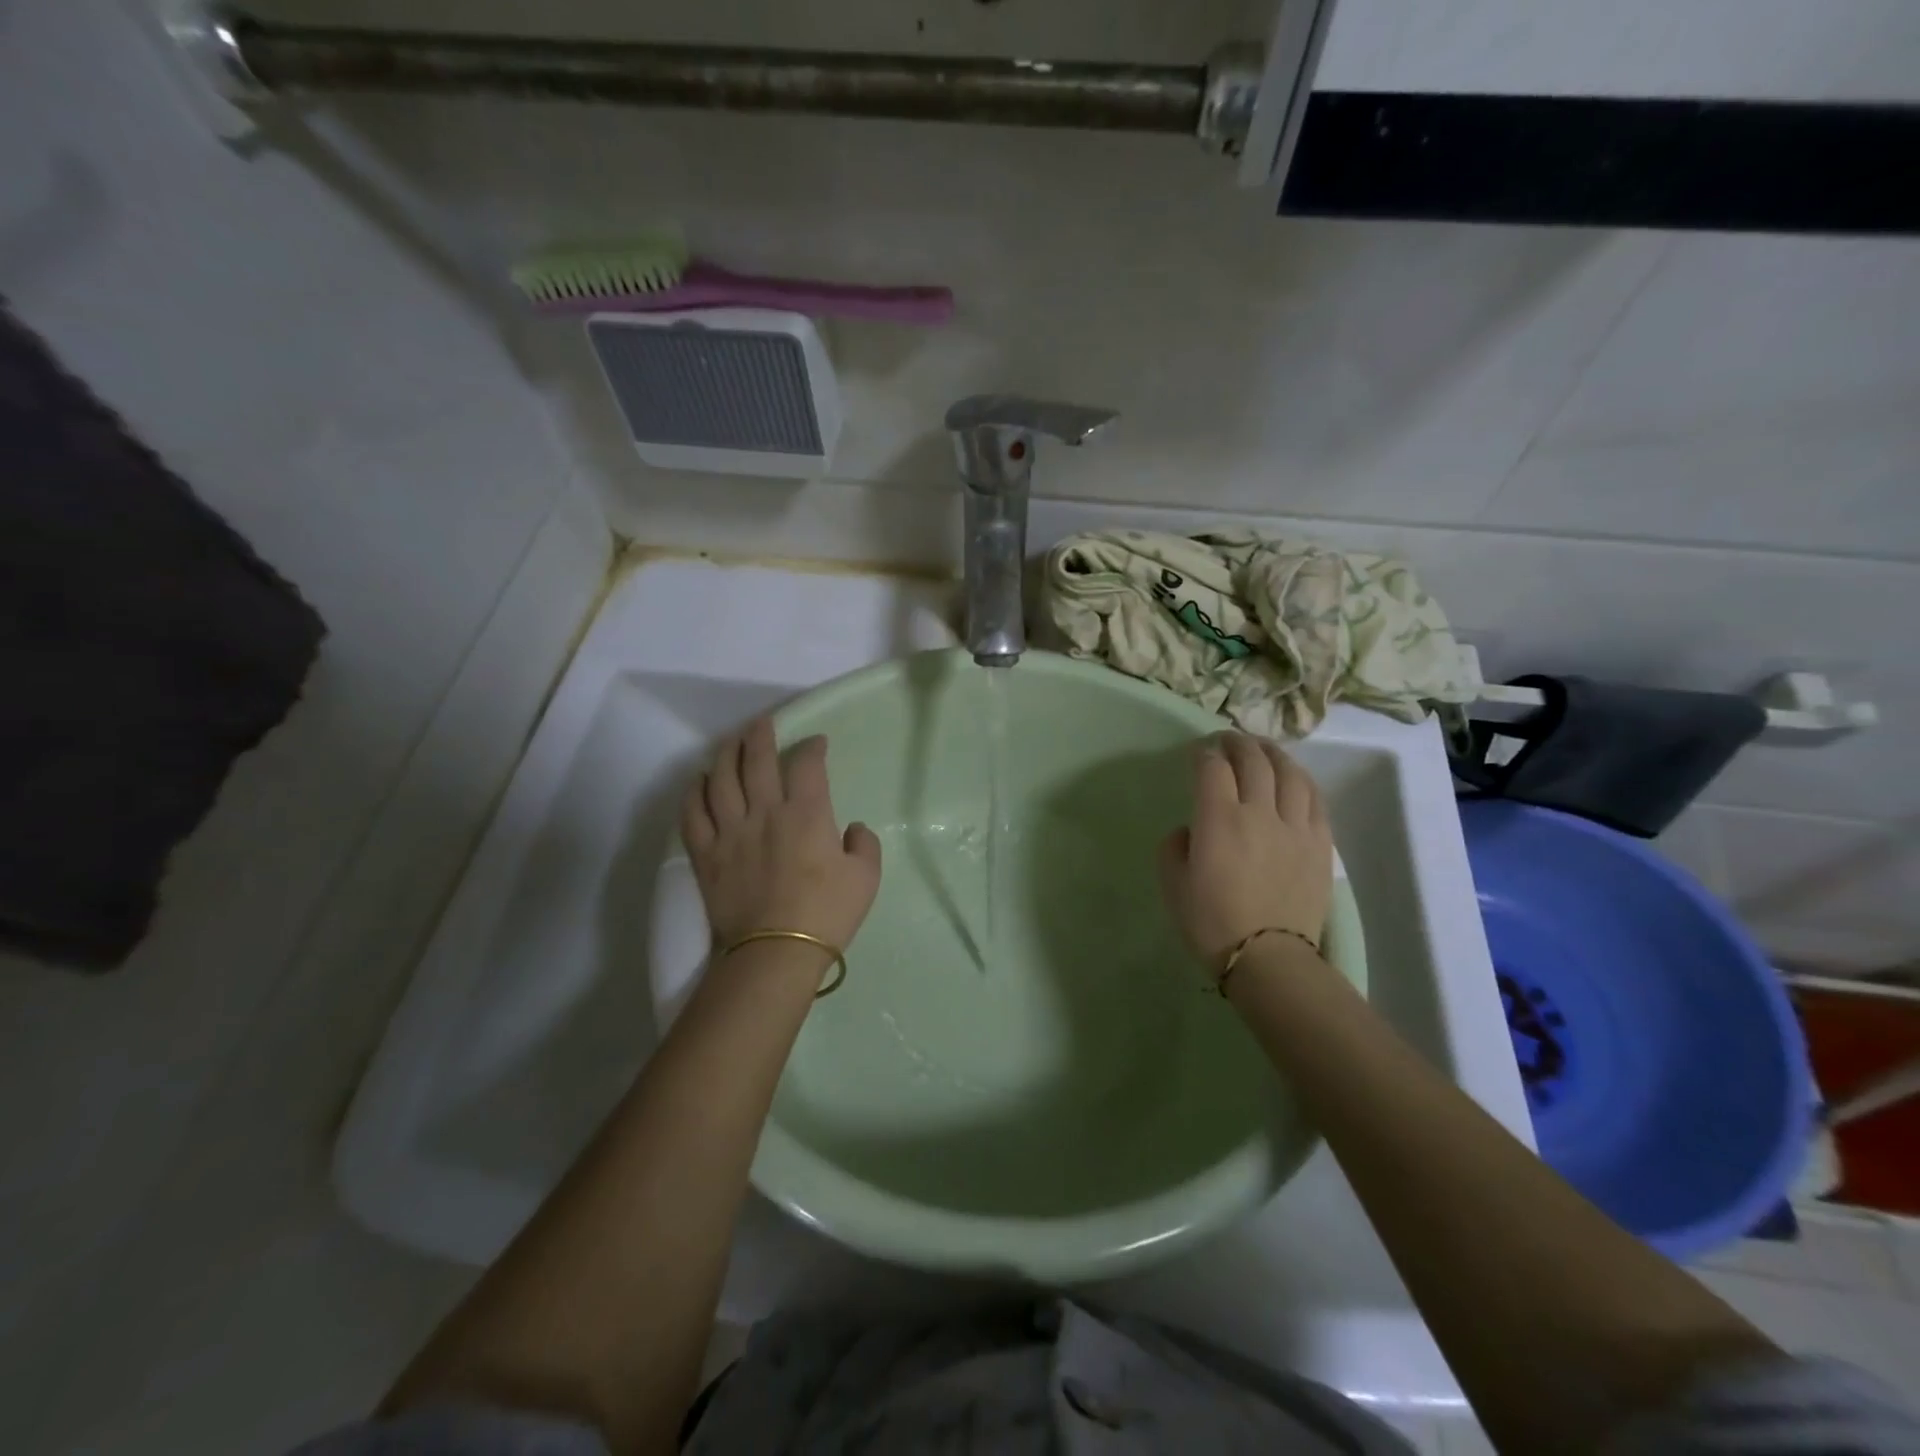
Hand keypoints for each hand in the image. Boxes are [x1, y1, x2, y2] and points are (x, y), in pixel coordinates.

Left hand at [681, 717, 882, 955]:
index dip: (813, 747)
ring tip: (730, 742)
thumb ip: (865, 845)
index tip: (817, 743)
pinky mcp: (706, 854)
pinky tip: (698, 781)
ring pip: (721, 779)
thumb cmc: (827, 914)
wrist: (776, 953)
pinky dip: (693, 792)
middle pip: (758, 760)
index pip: (807, 765)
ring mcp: (730, 831)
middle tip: (763, 723)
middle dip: (761, 735)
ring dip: (725, 754)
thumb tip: (852, 829)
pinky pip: (693, 814)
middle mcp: (765, 812)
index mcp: (807, 814)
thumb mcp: (866, 878)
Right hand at [1158, 731, 1332, 968]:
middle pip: (1253, 760)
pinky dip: (1301, 779)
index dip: (1203, 754)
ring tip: (1262, 749)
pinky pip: (1314, 798)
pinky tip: (1294, 777)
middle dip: (1237, 743)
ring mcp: (1295, 825)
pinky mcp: (1320, 843)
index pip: (1212, 768)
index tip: (1198, 753)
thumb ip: (1174, 846)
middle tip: (1228, 740)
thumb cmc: (1211, 923)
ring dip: (1272, 753)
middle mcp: (1259, 811)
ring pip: (1289, 773)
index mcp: (1219, 819)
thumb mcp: (1173, 884)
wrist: (1269, 959)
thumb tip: (1191, 830)